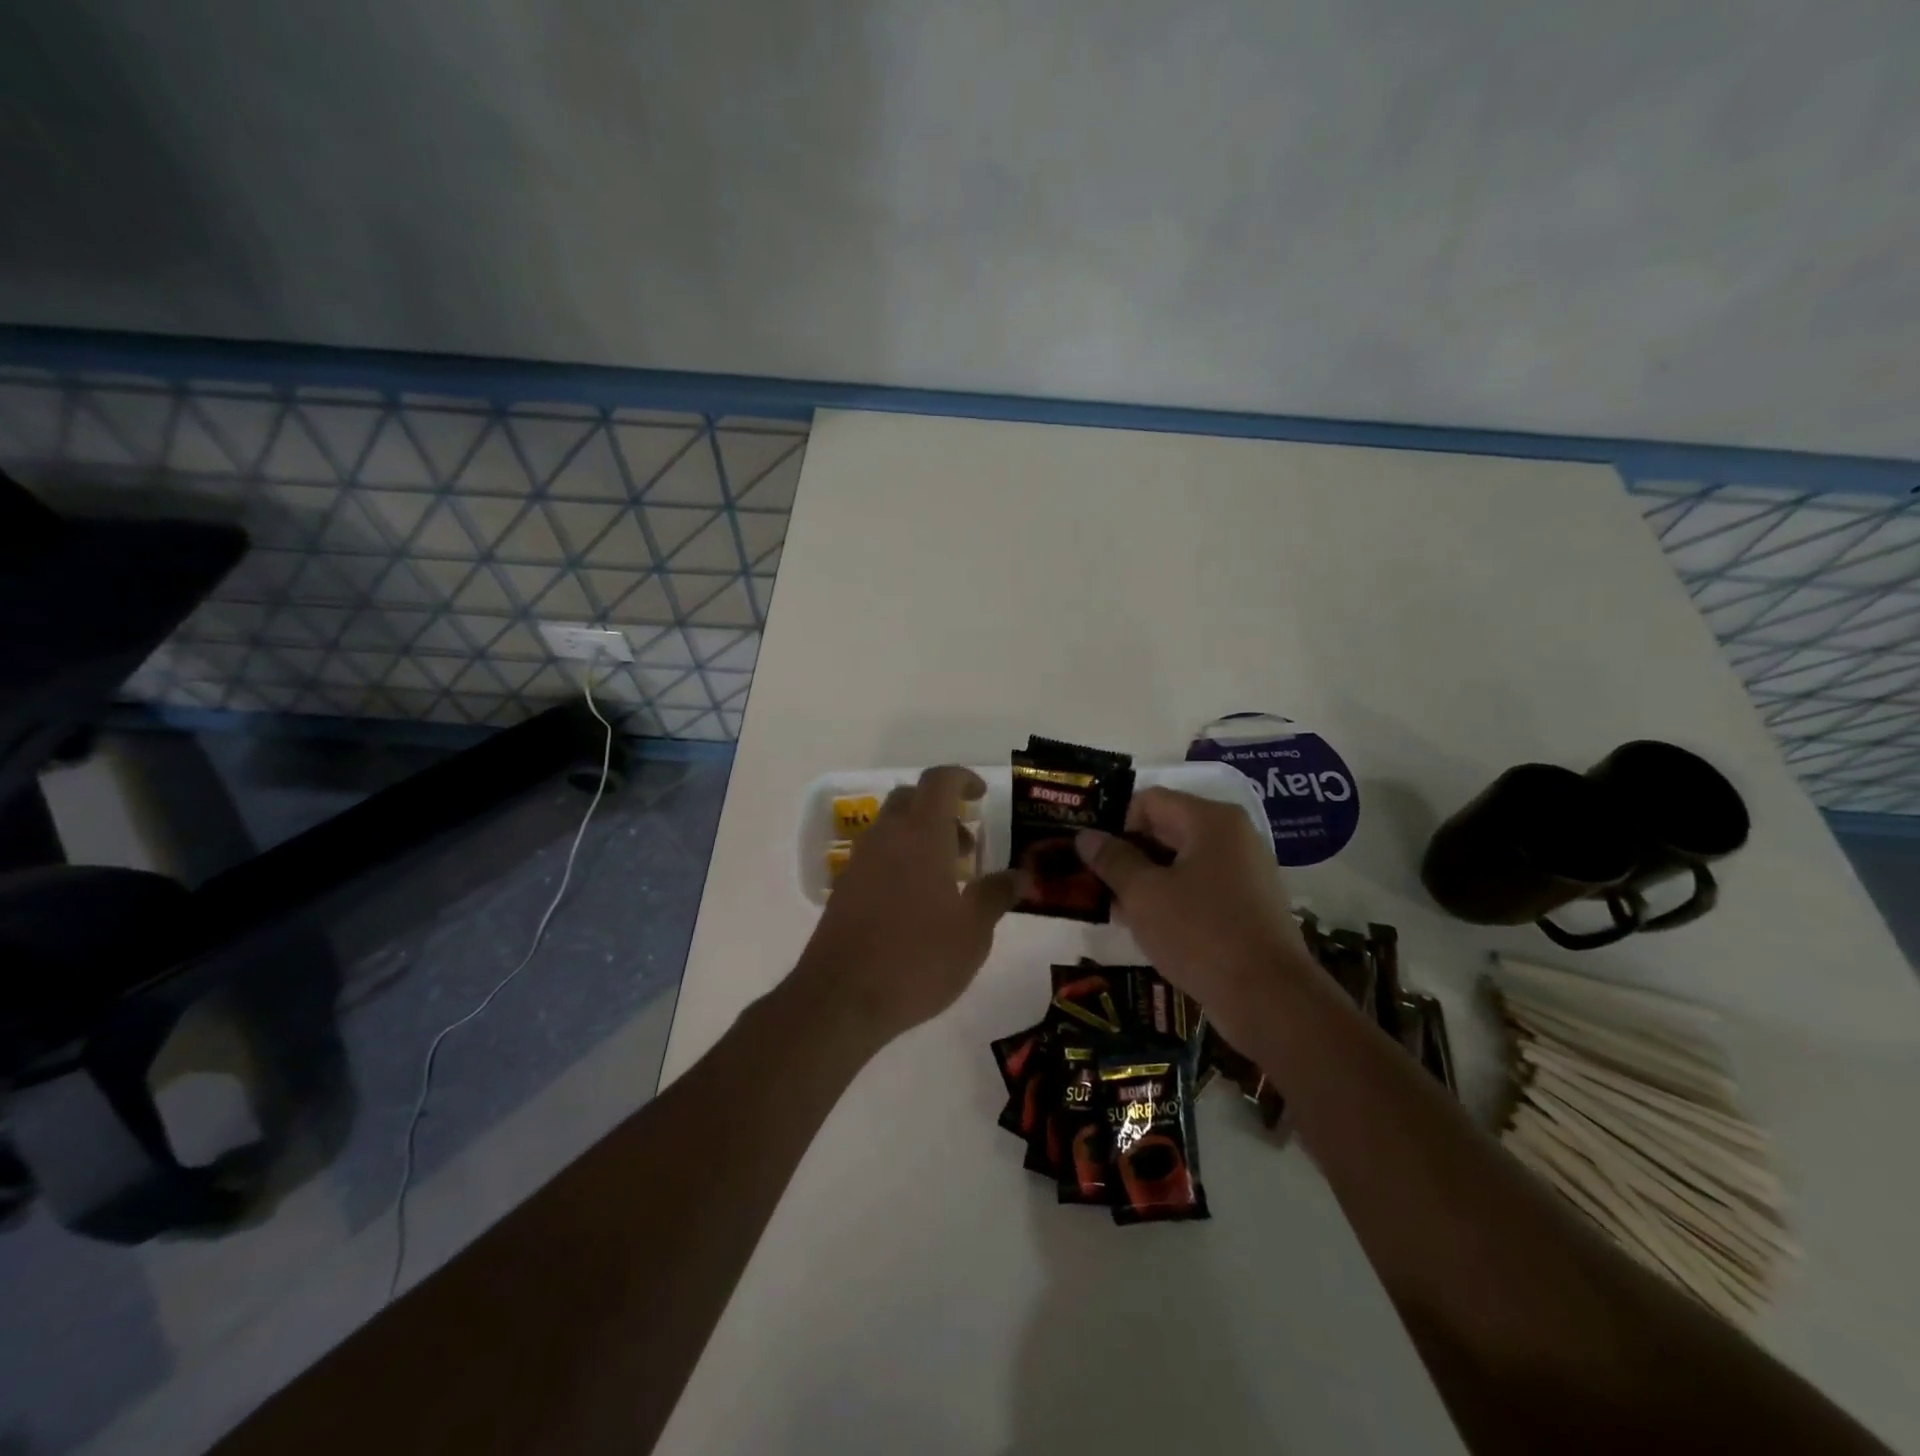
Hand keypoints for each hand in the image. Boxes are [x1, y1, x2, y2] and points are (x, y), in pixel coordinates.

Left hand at [797, 766, 1016, 1041]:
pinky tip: (917, 904)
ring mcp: (860, 861)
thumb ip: (996, 895)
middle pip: (912, 798)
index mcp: (921, 834)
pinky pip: (878, 855)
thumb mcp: (973, 932)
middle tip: (967, 847)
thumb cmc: (918, 958)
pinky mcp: (845, 887)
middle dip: (943, 811)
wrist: (842, 998)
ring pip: (893, 828)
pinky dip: (901, 861)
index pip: (939, 780)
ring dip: (921, 838)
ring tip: (947, 882)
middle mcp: (887, 836)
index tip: (981, 796)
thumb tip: (1020, 875)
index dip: (962, 778)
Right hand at [1075, 788, 1317, 1042]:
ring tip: (1116, 909)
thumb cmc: (1201, 934)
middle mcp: (1233, 836)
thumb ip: (1112, 860)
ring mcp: (1245, 871)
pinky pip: (1199, 888)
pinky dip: (1172, 899)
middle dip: (1128, 854)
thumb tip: (1086, 836)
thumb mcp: (1143, 895)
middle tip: (1096, 884)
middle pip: (1166, 828)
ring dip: (1146, 880)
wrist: (1270, 999)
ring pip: (1181, 861)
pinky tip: (1149, 928)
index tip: (1093, 858)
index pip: (1148, 801)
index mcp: (1211, 820)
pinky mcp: (1248, 905)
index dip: (1115, 824)